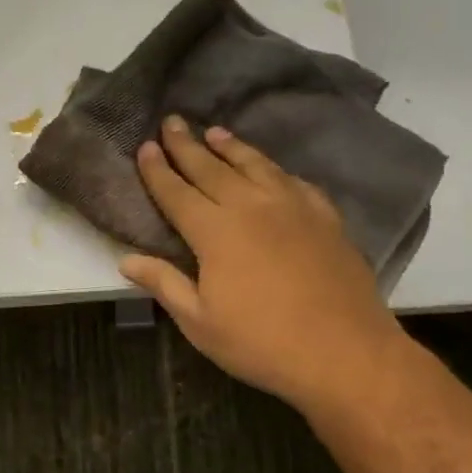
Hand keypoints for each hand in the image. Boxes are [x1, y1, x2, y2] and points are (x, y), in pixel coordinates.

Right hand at [120, 117, 406, 414]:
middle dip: (187, 145)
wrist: (344, 351)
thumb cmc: (262, 343)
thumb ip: (165, 284)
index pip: (177, 192)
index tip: (145, 147)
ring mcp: (293, 207)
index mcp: (215, 231)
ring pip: (254, 165)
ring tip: (215, 132)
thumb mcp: (200, 323)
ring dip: (231, 147)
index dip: (157, 170)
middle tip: (173, 121)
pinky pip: (294, 181)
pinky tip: (271, 169)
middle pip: (211, 168)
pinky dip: (275, 169)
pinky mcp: (324, 216)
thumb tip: (126, 260)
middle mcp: (251, 206)